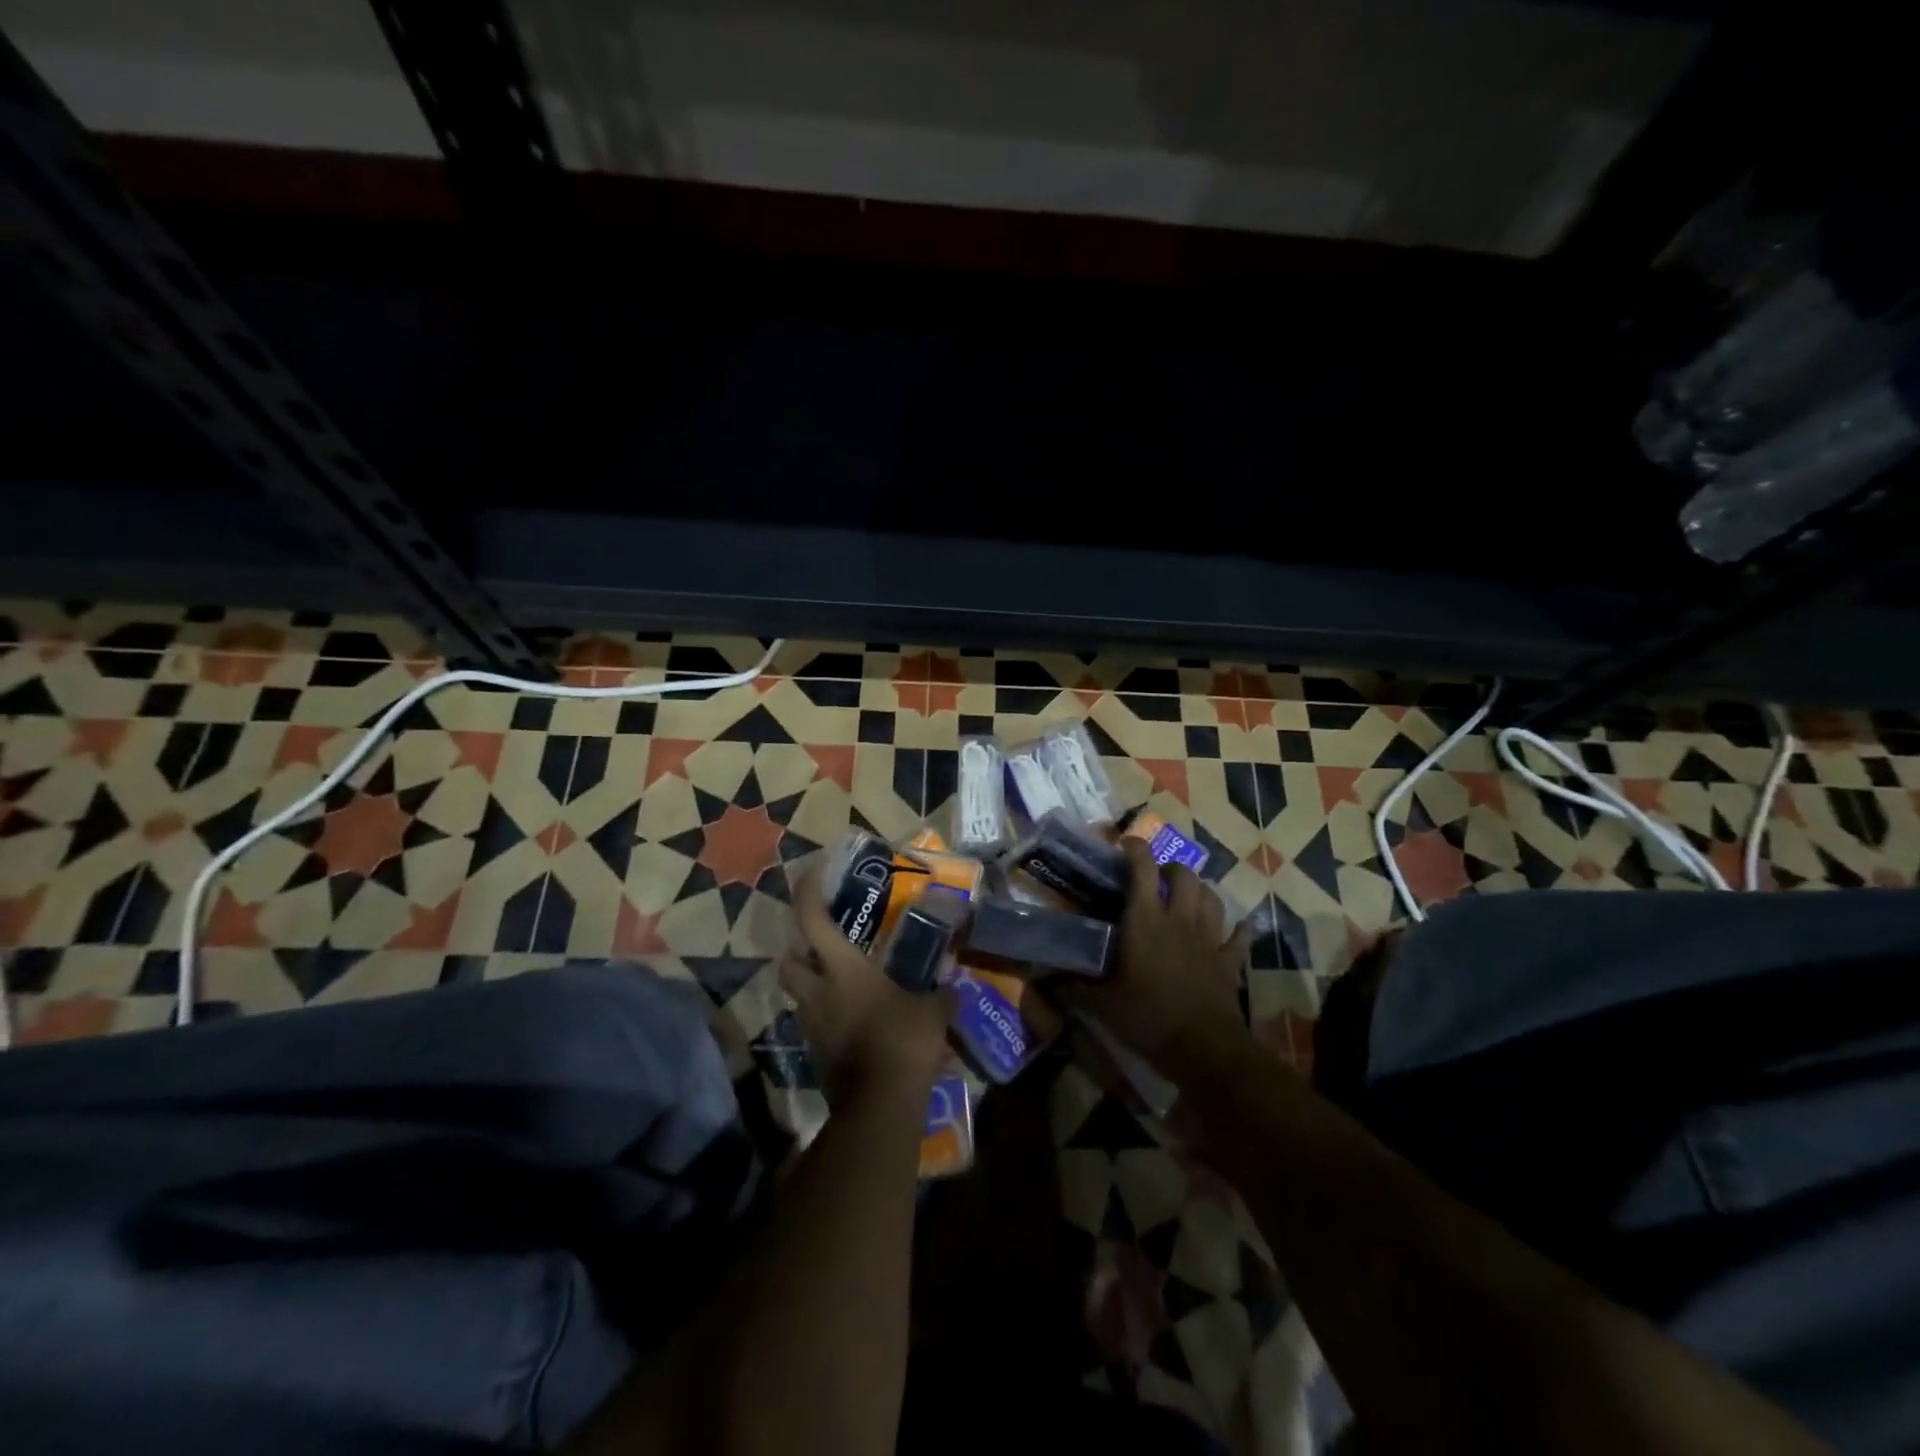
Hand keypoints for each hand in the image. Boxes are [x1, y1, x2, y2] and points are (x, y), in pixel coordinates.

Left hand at [779, 867, 952, 1105]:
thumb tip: (954, 990)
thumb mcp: (932, 1012)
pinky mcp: (816, 1055)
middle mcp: (818, 992)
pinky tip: (855, 1020)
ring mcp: (812, 1026)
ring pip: (799, 995)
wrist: (879, 1105)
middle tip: (822, 943)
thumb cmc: (903, 1041)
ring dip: (813, 984)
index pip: (811, 920)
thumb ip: (941, 996)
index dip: (807, 892)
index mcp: (843, 969)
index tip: (813, 872)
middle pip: (787, 960)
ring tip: (844, 984)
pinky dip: (827, 1017)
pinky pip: (815, 1025)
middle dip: (798, 948)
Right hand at [1067, 839, 1251, 1078]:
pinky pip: (1239, 937)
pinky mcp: (1229, 962)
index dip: (1135, 849)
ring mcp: (1209, 939)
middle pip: (1183, 875)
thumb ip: (1072, 987)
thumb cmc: (1147, 1017)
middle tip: (1156, 878)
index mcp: (1146, 921)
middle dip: (1170, 867)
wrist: (1203, 1048)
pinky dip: (1238, 929)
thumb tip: (1040, 981)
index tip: (1125, 844)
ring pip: (1211, 897)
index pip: (1142, 868)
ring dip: (1199, 890)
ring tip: (1186, 897)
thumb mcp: (1101, 1004)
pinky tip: (1235, 928)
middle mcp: (1179, 920)